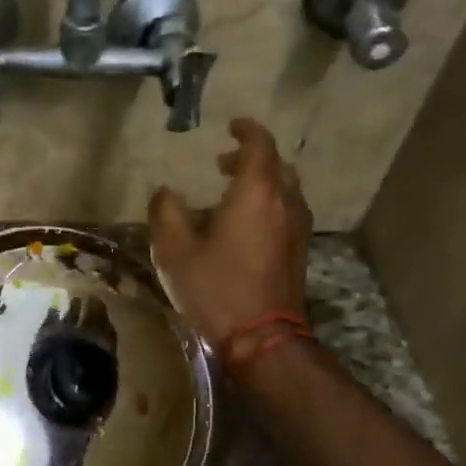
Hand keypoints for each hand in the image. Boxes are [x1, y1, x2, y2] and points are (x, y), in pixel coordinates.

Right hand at [148, 117, 310, 348]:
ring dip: (261, 182)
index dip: (246, 130)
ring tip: (232, 194)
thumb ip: (166, 213)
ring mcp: (297, 229)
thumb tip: (166, 192)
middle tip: (222, 164)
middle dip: (251, 158)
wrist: (262, 339)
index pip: (259, 145)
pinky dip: (269, 205)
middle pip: (276, 166)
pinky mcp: (299, 252)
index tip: (231, 125)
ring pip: (285, 190)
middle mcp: (285, 203)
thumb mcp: (175, 251)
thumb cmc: (216, 289)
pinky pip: (287, 212)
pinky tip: (245, 226)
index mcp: (256, 193)